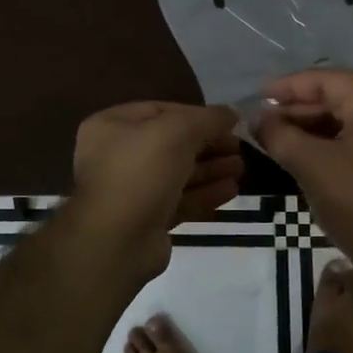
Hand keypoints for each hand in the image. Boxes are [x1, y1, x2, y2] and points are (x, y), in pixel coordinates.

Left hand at [68, 102, 242, 278]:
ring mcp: (130, 190)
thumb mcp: (176, 131)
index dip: (197, 115)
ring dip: (210, 170)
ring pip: (177, 174)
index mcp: (111, 126)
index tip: (228, 123)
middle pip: (171, 144)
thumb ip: (207, 118)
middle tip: (239, 148)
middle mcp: (116, 156)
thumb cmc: (141, 172)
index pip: (161, 111)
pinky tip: (231, 191)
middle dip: (208, 145)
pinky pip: (179, 201)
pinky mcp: (145, 220)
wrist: (116, 241)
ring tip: (241, 169)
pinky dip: (204, 194)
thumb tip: (230, 113)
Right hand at [255, 69, 352, 263]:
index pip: (327, 80)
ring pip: (347, 118)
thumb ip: (279, 134)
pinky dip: (328, 141)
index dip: (289, 86)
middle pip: (338, 96)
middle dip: (298, 107)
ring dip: (310, 125)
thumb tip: (257, 118)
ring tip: (275, 136)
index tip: (258, 97)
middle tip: (262, 120)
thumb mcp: (309, 164)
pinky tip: (300, 152)